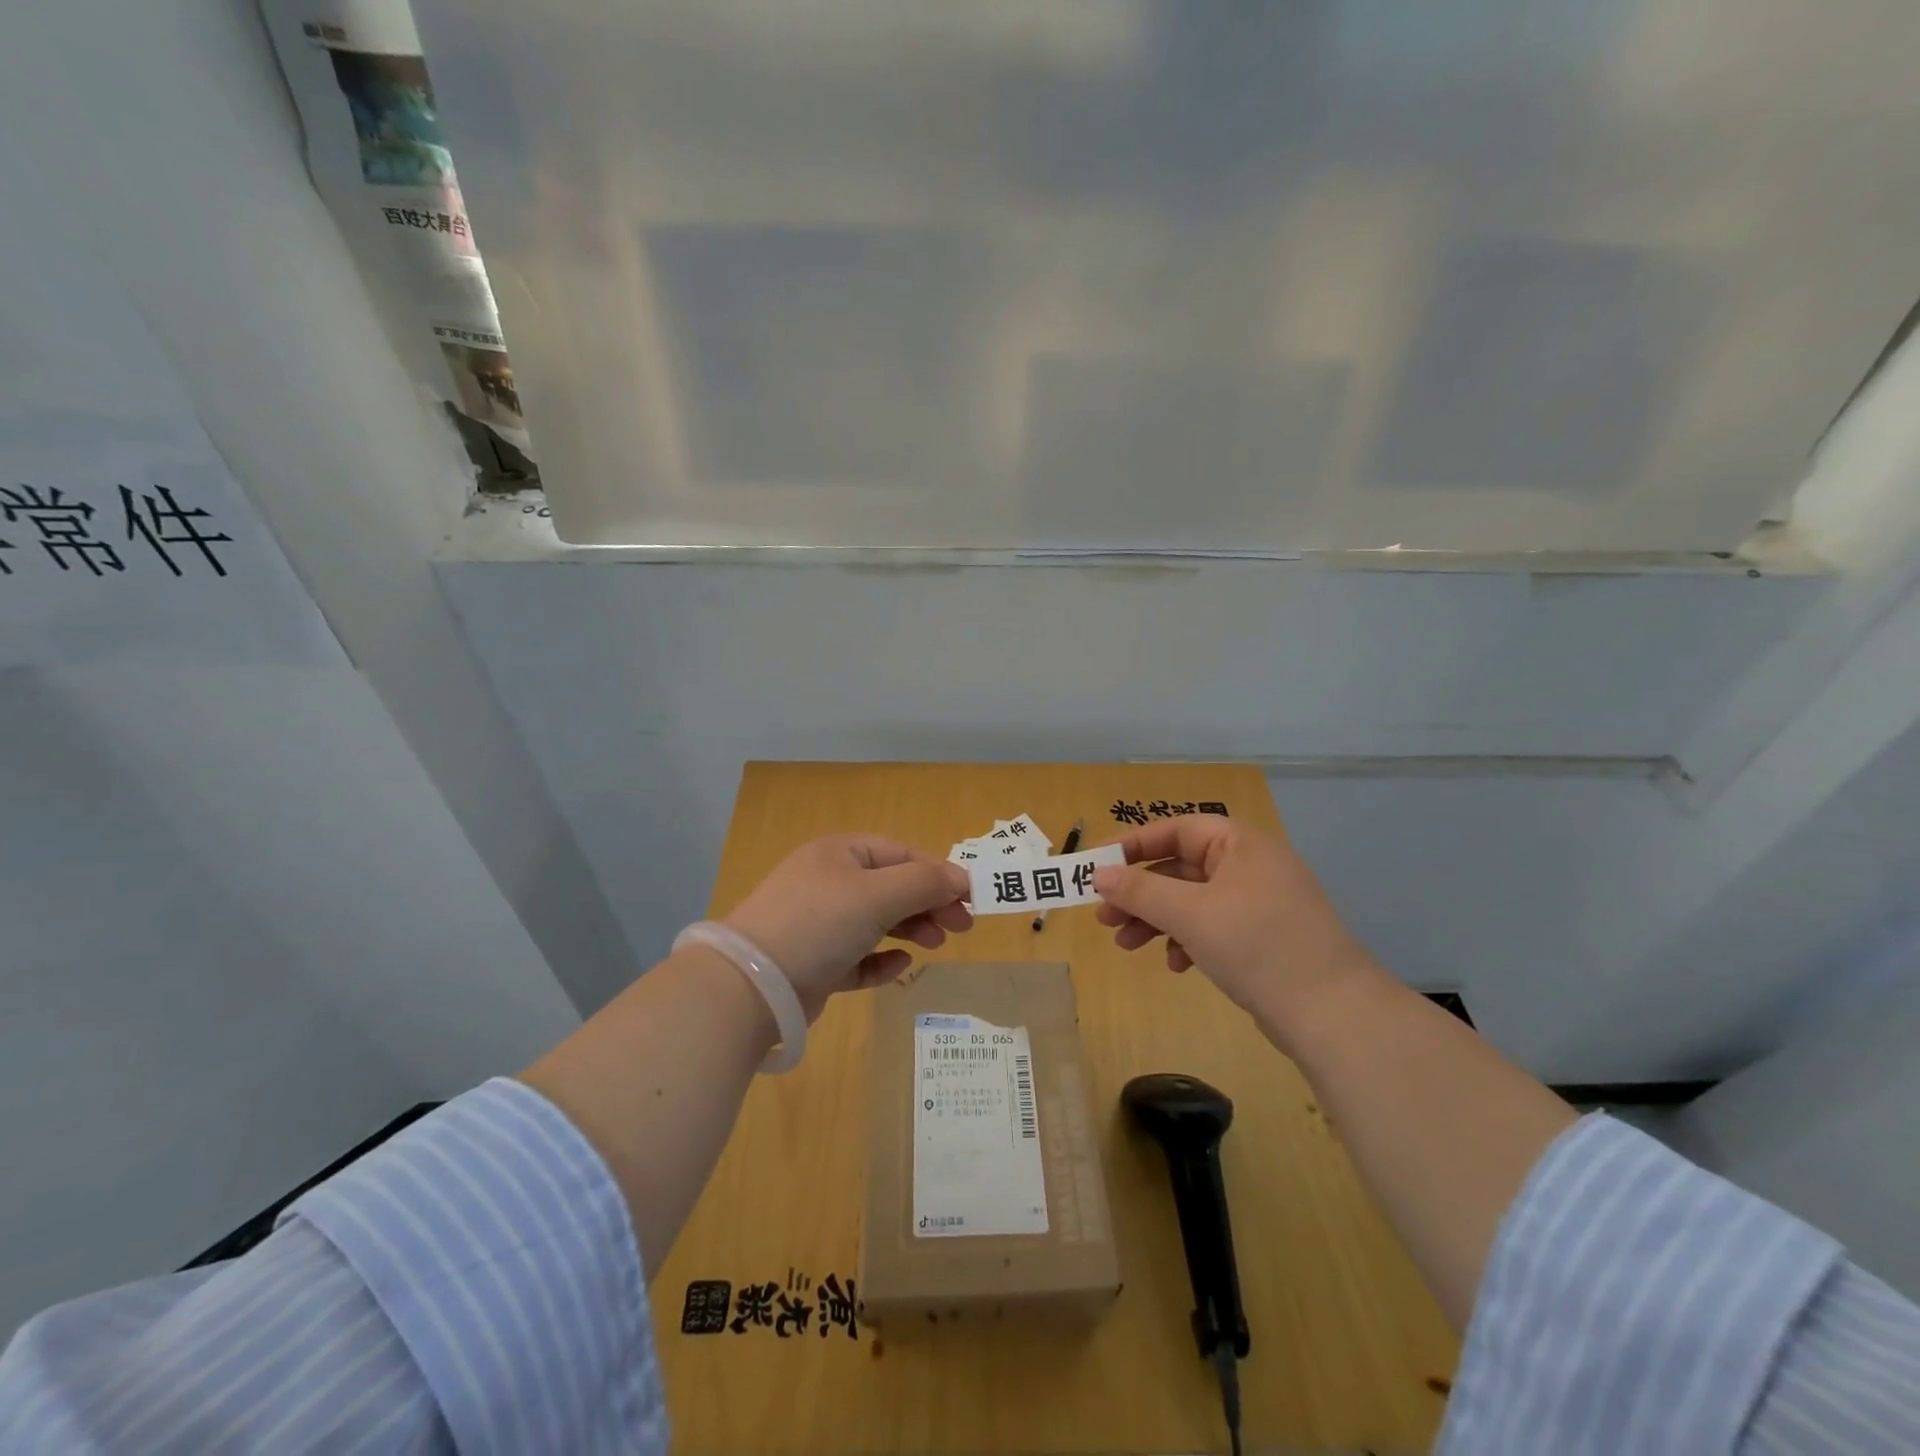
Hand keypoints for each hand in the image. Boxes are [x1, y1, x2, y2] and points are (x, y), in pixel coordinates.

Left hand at [723, 834, 972, 1018]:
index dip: (938, 874)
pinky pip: (857, 956)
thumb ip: (924, 883)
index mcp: (840, 853)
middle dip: (928, 903)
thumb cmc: (819, 923)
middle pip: (892, 887)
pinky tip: (898, 966)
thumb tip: (961, 879)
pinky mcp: (814, 962)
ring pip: (877, 921)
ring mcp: (818, 923)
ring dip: (910, 929)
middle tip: (961, 928)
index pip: (901, 854)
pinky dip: (880, 959)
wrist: (752, 985)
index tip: (970, 900)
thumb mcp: (877, 895)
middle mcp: (828, 881)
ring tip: (935, 945)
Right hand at [1091, 816, 1372, 1036]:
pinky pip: (1212, 926)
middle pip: (1180, 867)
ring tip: (1125, 945)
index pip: (1176, 829)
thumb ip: (1140, 891)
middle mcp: (1250, 866)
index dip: (1133, 845)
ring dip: (1156, 919)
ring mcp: (1259, 903)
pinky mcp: (1262, 938)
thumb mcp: (1191, 914)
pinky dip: (1186, 940)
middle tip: (1104, 916)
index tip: (1097, 866)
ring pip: (1192, 901)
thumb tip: (1098, 875)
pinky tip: (1175, 965)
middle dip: (1139, 892)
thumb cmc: (1257, 946)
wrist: (1334, 1015)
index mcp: (1240, 845)